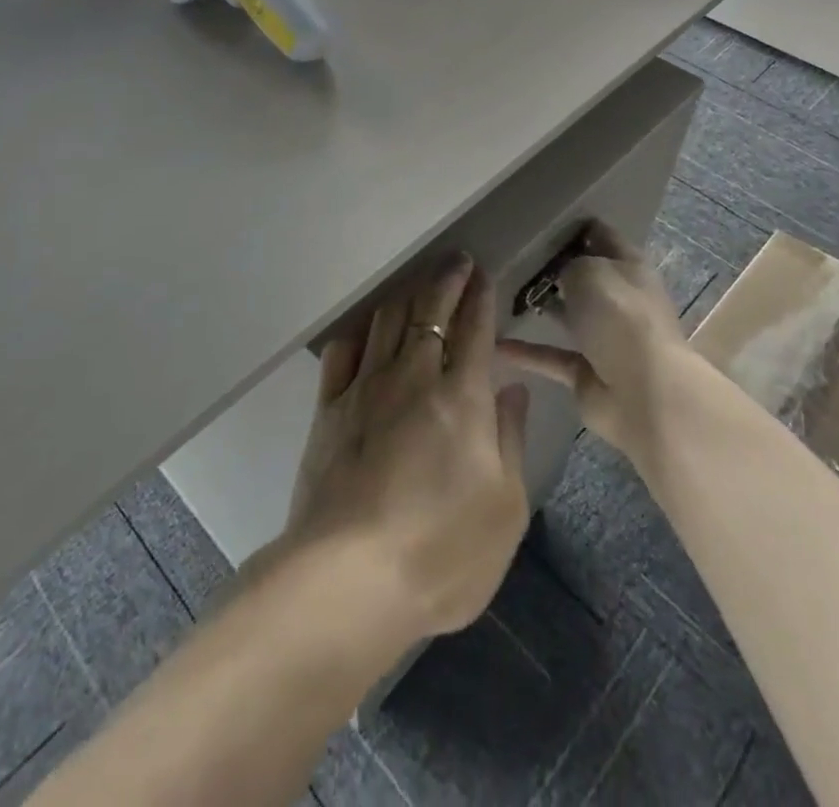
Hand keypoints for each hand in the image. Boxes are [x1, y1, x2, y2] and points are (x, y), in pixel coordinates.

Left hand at [283, 257, 530, 640]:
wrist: (349, 577)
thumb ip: (510, 439)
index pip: (474, 329)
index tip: (483, 273)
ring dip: (406, 296)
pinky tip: (366, 330)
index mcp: (460, 397)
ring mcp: (364, 389)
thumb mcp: (505, 507)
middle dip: (445, 280)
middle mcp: (411, 377)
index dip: (480, 296)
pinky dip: (359, 333)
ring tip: (418, 285)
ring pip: (386, 322)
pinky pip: (342, 354)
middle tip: (455, 260)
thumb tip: (512, 388)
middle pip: (429, 312)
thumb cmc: (442, 551)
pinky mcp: (327, 410)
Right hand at [497, 222, 694, 468]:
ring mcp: (605, 337)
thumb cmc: (619, 316)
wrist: (644, 392)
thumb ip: (568, 264)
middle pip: (584, 277)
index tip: (539, 220)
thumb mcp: (588, 270)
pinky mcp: (588, 372)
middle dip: (553, 268)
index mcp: (629, 266)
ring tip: (498, 293)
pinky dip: (526, 352)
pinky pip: (551, 356)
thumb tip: (559, 271)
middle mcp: (620, 299)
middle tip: (511, 255)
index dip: (575, 226)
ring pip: (568, 315)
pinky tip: (495, 344)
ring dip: (541, 307)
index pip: (602, 235)